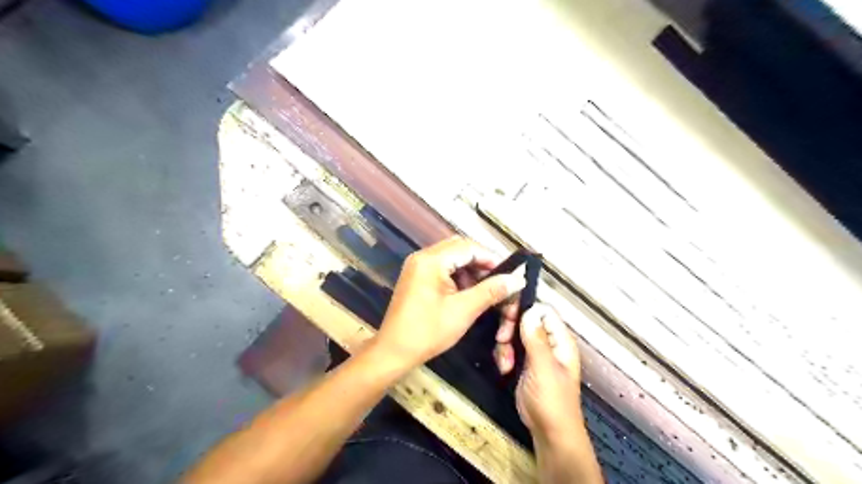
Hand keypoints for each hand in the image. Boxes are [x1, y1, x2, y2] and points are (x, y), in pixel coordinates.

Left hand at [376, 239, 524, 370]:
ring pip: (451, 257)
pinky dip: (457, 276)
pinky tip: (468, 291)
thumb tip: (517, 279)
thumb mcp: (463, 310)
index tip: (510, 273)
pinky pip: (442, 267)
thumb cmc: (428, 331)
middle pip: (459, 248)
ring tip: (485, 288)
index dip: (491, 257)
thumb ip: (491, 291)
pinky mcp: (416, 277)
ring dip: (470, 269)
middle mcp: (422, 257)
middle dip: (481, 261)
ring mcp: (417, 266)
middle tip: (499, 279)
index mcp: (431, 260)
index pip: (468, 247)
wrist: (394, 351)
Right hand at [506, 306, 584, 442]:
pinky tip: (505, 369)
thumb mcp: (543, 368)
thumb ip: (536, 339)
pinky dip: (504, 356)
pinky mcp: (524, 362)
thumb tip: (530, 310)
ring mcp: (535, 352)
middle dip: (510, 328)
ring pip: (514, 333)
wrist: (549, 432)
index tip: (507, 315)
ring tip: (505, 363)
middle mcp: (548, 341)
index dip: (525, 309)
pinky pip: (510, 348)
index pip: (543, 310)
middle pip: (525, 319)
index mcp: (560, 339)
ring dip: (505, 345)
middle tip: (502, 339)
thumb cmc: (551, 401)